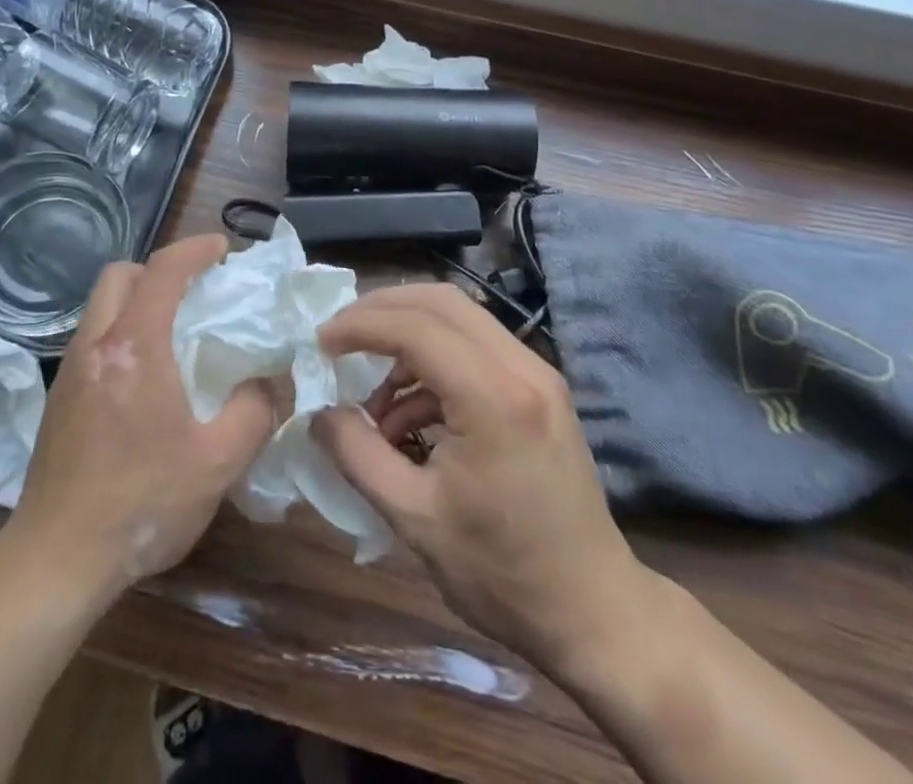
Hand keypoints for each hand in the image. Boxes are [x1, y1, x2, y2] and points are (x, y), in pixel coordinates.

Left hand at [4, 235, 276, 603]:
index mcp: (134, 348)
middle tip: (194, 293)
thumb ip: (254, 411)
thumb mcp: (217, 462)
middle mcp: (95, 345)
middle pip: (120, 275)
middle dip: (158, 269)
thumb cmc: (142, 504)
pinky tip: (145, 376)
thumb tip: (267, 381)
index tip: (223, 249)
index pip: (163, 271)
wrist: (57, 559)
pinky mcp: (59, 397)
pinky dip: (121, 332)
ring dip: (137, 300)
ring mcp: (70, 370)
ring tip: (174, 332)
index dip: (195, 249)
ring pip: (102, 306)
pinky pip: (93, 338)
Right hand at [312, 285, 656, 676]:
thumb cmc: (503, 573)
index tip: (319, 343)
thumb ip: (357, 455)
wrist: (595, 612)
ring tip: (373, 398)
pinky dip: (433, 363)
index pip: (414, 327)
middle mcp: (521, 367)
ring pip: (459, 317)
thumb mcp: (415, 519)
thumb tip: (318, 413)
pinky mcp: (540, 387)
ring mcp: (537, 373)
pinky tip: (409, 416)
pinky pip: (475, 347)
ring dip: (407, 337)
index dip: (359, 326)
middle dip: (381, 310)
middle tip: (339, 338)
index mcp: (493, 398)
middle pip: (439, 301)